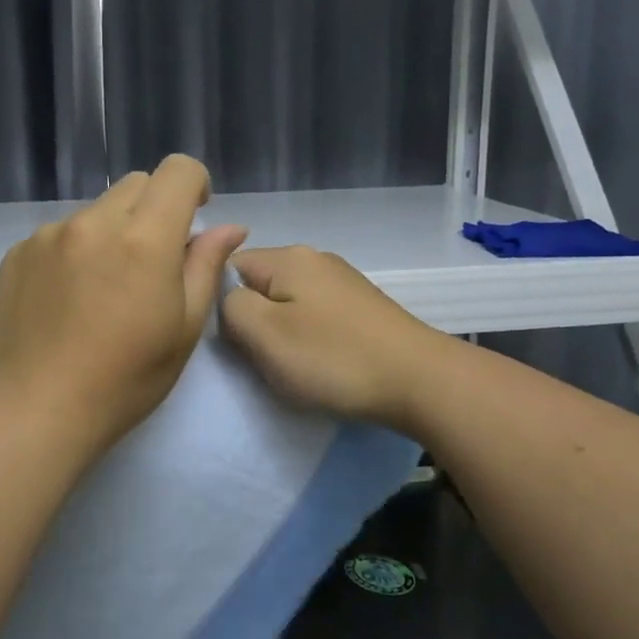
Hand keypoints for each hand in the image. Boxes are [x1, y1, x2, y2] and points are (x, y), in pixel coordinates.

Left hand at [0, 155, 246, 456]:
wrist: (37, 410)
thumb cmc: (125, 379)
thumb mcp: (183, 328)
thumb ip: (206, 266)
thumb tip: (229, 227)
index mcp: (144, 239)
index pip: (177, 171)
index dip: (195, 184)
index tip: (194, 216)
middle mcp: (94, 223)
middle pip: (136, 185)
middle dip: (154, 209)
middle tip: (152, 262)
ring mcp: (49, 235)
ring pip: (95, 211)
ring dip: (111, 232)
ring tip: (103, 290)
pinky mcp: (18, 253)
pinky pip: (58, 234)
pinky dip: (74, 252)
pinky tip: (67, 301)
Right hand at [220, 246, 449, 432]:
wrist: (419, 380)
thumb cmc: (333, 357)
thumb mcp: (264, 334)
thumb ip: (231, 307)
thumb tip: (229, 300)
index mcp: (289, 257)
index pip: (229, 267)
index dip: (219, 304)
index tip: (231, 341)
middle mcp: (316, 259)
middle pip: (260, 285)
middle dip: (252, 321)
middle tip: (258, 359)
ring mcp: (344, 282)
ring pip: (288, 304)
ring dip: (282, 334)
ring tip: (291, 367)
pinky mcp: (363, 308)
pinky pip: (317, 318)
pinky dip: (311, 340)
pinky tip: (321, 364)